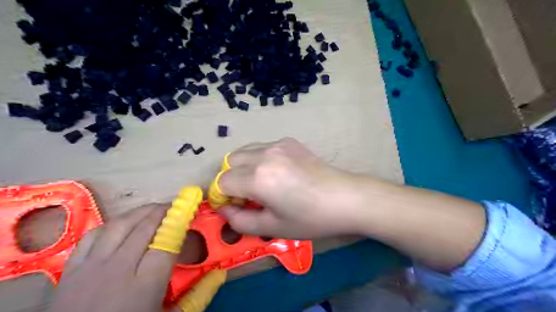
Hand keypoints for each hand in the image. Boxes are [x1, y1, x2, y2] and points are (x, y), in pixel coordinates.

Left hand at [45, 203, 225, 311]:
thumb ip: (197, 296)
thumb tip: (219, 274)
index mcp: (145, 284)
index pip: (167, 241)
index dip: (179, 222)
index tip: (188, 211)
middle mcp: (119, 268)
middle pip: (144, 227)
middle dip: (162, 211)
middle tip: (174, 207)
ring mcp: (92, 266)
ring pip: (120, 225)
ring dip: (140, 212)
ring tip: (153, 209)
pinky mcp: (71, 268)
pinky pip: (93, 235)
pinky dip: (112, 224)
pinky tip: (122, 224)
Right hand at [217, 139, 487, 272]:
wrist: (345, 198)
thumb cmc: (310, 218)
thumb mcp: (272, 227)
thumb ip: (240, 220)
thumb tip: (223, 208)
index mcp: (258, 178)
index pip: (222, 182)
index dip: (221, 196)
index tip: (232, 207)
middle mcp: (264, 155)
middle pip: (229, 162)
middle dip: (230, 180)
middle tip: (246, 196)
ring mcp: (277, 144)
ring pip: (244, 151)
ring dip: (243, 167)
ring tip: (260, 183)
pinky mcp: (289, 141)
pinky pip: (262, 147)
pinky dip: (259, 159)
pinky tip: (277, 172)